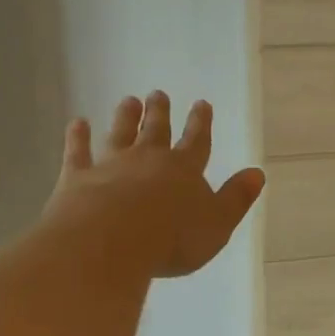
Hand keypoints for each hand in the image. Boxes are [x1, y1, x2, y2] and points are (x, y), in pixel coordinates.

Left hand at [47, 91, 265, 278]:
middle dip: (159, 112)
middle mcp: (148, 159)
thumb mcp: (217, 224)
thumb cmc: (172, 238)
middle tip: (158, 94)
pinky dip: (78, 136)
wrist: (111, 241)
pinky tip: (77, 122)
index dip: (200, 124)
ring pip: (120, 134)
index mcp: (184, 170)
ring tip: (128, 101)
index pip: (196, 142)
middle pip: (155, 131)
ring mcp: (111, 165)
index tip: (201, 104)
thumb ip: (236, 198)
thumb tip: (257, 173)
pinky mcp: (78, 176)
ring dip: (125, 117)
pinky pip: (78, 151)